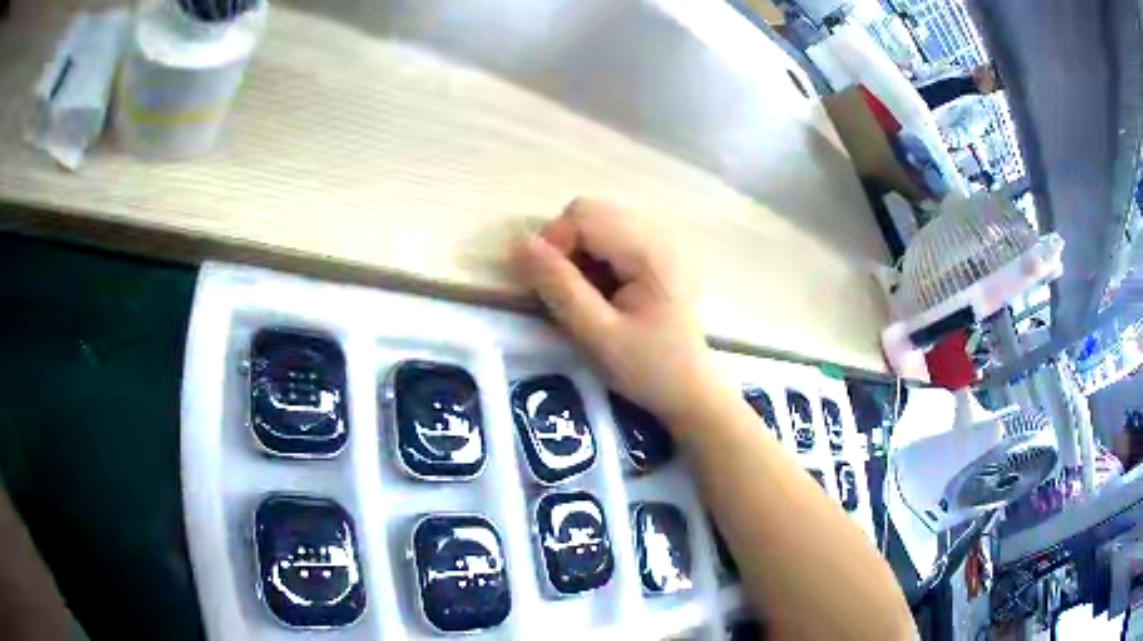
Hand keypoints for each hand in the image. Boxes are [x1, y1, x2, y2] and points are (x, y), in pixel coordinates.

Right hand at [511, 198, 722, 428]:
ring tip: (582, 294)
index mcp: (648, 251)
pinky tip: (601, 292)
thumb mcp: (597, 335)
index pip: (583, 216)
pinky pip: (611, 239)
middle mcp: (657, 235)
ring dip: (577, 252)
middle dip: (563, 245)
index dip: (552, 243)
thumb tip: (520, 245)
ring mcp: (660, 244)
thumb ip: (559, 287)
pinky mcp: (656, 257)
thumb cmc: (648, 369)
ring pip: (598, 223)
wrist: (691, 392)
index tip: (542, 285)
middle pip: (590, 212)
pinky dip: (593, 258)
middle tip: (562, 290)